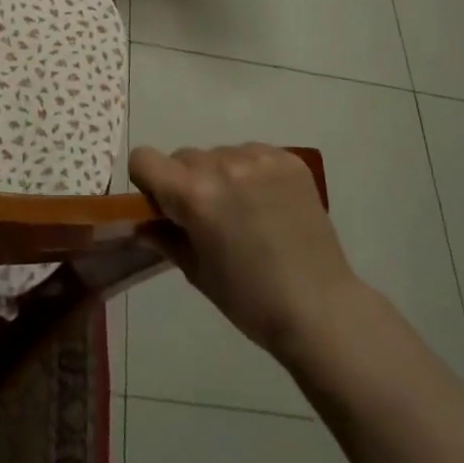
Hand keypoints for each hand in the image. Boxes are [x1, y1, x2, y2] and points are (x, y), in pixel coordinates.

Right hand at [129, 144, 366, 365]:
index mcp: (194, 194)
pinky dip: (251, 173)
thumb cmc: (250, 299)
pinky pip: (252, 154)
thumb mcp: (196, 272)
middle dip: (186, 181)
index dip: (147, 181)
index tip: (163, 206)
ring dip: (220, 175)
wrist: (321, 308)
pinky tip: (268, 204)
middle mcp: (223, 165)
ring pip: (219, 153)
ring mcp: (260, 159)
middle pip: (184, 157)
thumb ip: (164, 237)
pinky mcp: (289, 160)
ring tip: (244, 211)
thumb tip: (143, 222)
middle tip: (207, 217)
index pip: (144, 159)